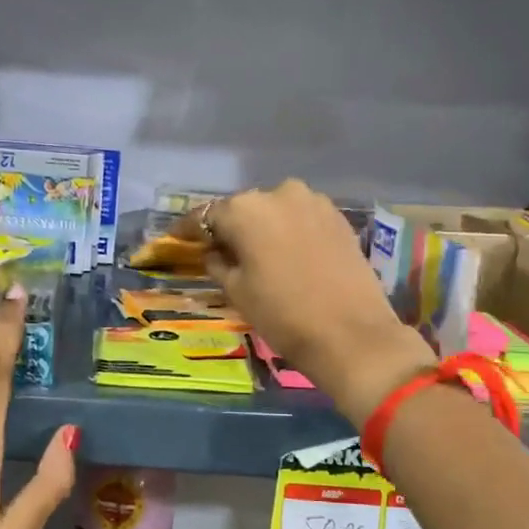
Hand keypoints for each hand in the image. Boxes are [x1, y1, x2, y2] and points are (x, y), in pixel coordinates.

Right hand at [196, 180, 433, 425]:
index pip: (206, 215)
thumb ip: (218, 262)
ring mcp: (313, 202)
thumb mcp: (237, 291)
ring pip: (275, 211)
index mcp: (245, 210)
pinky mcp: (338, 218)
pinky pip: (301, 218)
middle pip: (243, 209)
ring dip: (262, 228)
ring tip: (257, 254)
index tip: (177, 238)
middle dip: (230, 227)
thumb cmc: (282, 314)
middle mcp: (278, 194)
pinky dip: (289, 231)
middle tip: (220, 251)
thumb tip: (214, 251)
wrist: (351, 334)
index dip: (189, 229)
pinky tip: (287, 253)